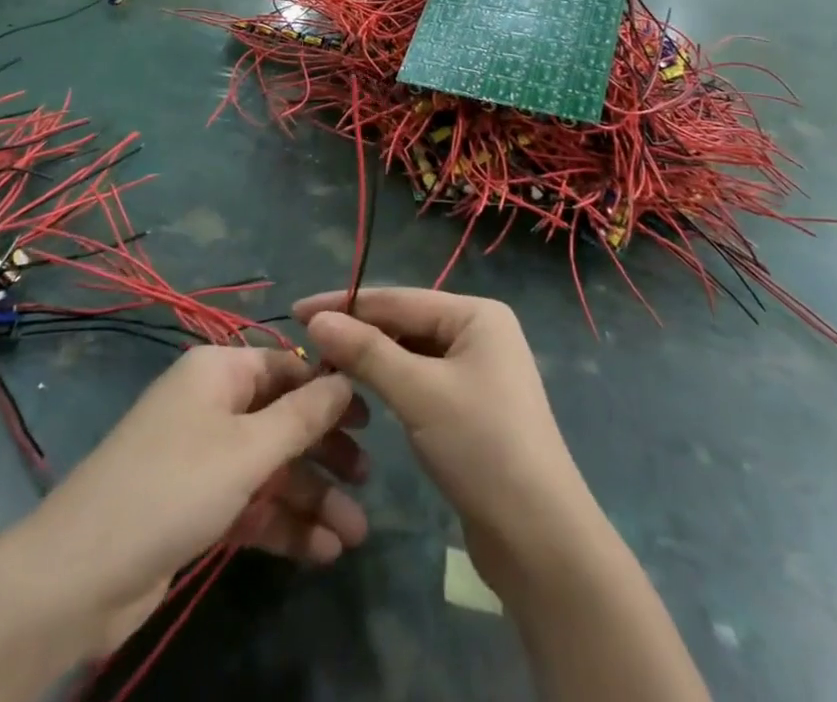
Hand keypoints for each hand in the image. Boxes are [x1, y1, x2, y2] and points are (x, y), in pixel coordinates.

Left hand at [23, 345, 368, 653]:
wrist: (78, 578)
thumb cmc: (173, 488)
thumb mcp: (247, 449)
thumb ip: (303, 415)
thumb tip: (344, 376)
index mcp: (219, 373)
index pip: (286, 367)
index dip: (328, 390)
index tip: (371, 417)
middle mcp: (212, 407)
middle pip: (282, 420)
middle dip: (325, 452)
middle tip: (368, 478)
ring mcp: (202, 459)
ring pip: (270, 469)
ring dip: (311, 498)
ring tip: (355, 534)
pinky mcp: (195, 508)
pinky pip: (250, 505)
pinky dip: (283, 524)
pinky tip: (322, 552)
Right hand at [294, 289, 592, 588]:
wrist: (538, 538)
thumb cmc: (481, 447)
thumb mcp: (418, 393)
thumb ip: (366, 352)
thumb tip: (318, 319)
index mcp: (476, 314)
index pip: (399, 298)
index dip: (346, 303)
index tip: (298, 309)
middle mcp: (480, 333)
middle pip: (405, 323)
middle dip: (357, 331)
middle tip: (305, 340)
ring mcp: (478, 370)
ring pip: (411, 353)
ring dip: (371, 359)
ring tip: (324, 364)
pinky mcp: (471, 407)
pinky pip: (421, 380)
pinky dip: (391, 383)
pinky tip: (362, 391)